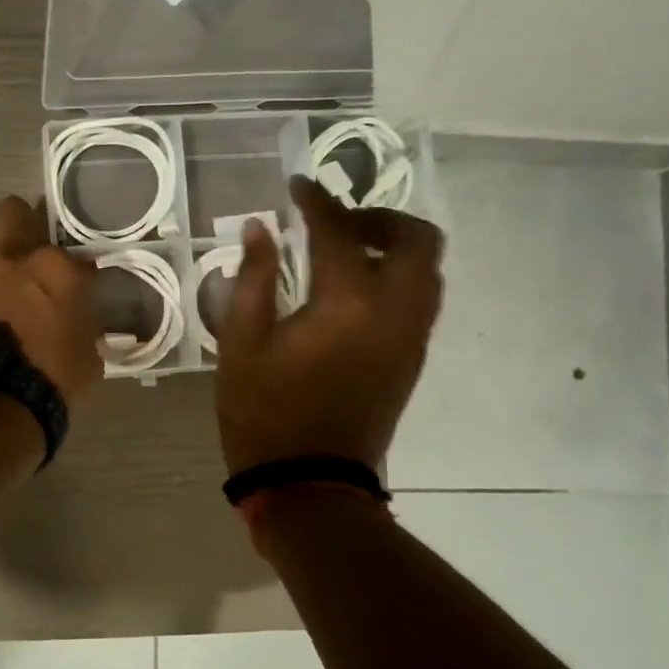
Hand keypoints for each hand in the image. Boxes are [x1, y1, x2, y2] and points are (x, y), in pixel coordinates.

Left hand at [0, 196, 103, 405]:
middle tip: (15, 247)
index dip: (64, 263)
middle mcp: (8, 256)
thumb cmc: (48, 382)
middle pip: (10, 210)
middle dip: (14, 221)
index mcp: (54, 269)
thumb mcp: (88, 357)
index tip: (66, 279)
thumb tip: (84, 322)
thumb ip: (85, 328)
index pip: (67, 248)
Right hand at [216, 176, 444, 473]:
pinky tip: (355, 288)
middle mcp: (395, 312)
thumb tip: (262, 228)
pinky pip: (422, 299)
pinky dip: (399, 275)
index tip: (298, 186)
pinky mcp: (412, 359)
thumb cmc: (263, 413)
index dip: (317, 202)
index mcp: (346, 304)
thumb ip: (252, 279)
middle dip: (379, 217)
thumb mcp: (240, 344)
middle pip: (416, 240)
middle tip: (336, 221)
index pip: (340, 231)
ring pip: (429, 270)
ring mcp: (411, 337)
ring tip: (347, 250)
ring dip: (395, 246)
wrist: (308, 481)